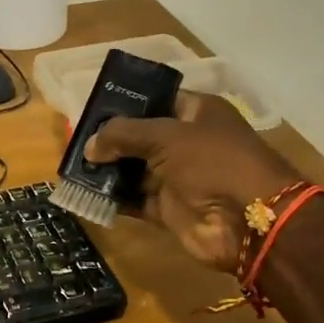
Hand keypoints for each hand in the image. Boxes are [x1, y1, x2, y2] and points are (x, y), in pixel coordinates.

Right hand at [83, 90, 298, 273]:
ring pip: (134, 169)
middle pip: (140, 136)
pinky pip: (135, 199)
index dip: (125, 104)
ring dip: (107, 170)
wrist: (250, 222)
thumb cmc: (213, 162)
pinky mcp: (170, 208)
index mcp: (196, 113)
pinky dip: (113, 198)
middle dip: (109, 140)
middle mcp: (187, 142)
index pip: (155, 100)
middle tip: (74, 141)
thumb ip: (123, 135)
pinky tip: (86, 194)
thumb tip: (89, 146)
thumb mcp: (166, 136)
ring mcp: (178, 177)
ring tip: (73, 167)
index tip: (91, 109)